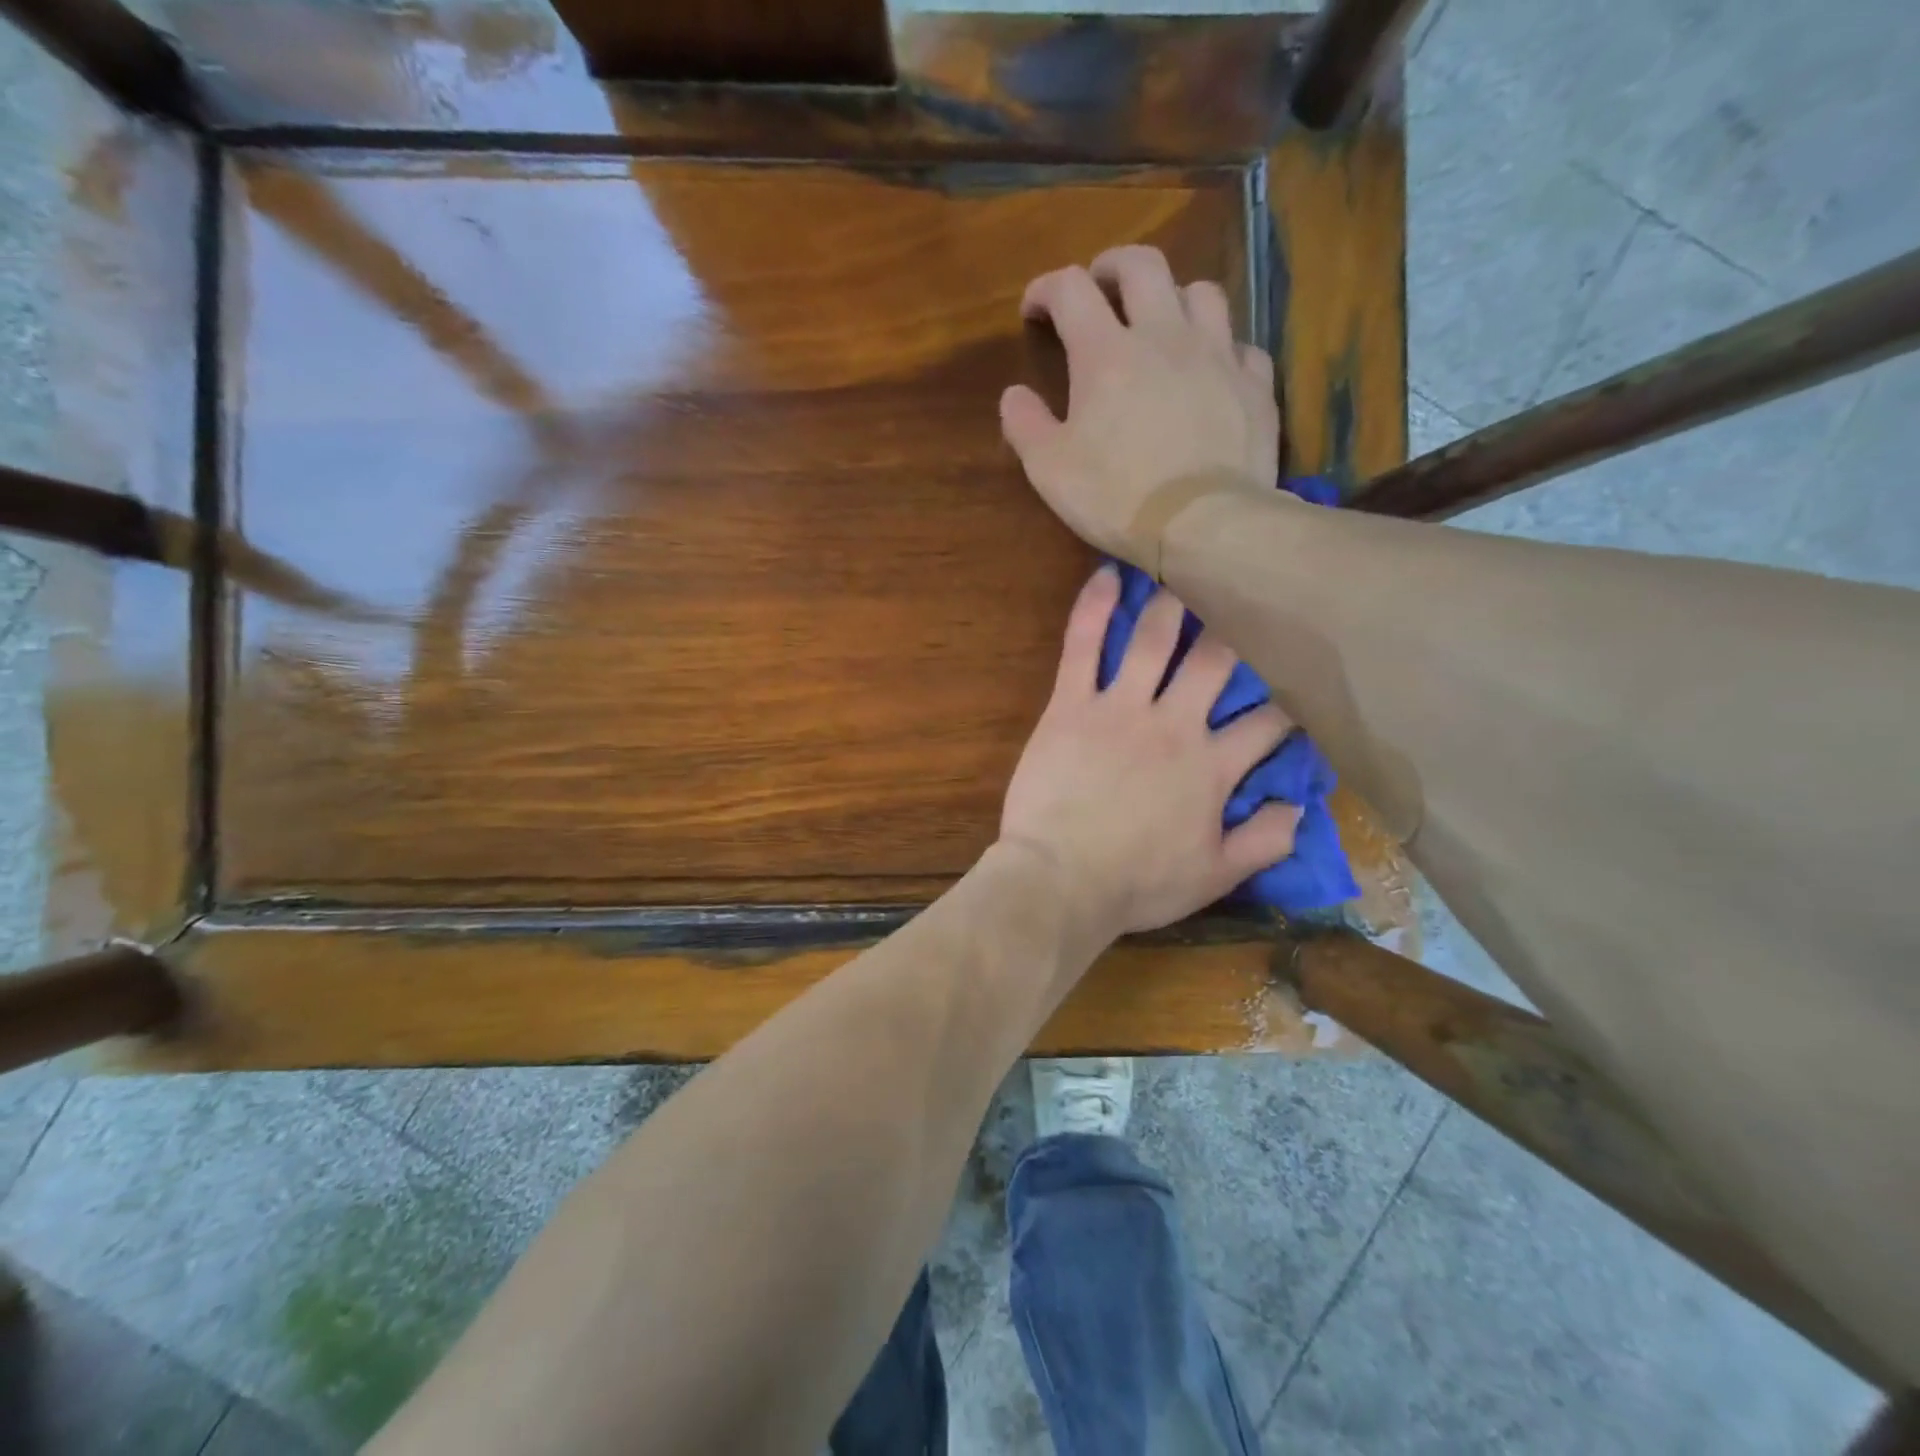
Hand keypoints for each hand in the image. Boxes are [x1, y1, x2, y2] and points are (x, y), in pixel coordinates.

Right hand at [1000, 245, 1280, 565]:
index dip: (1047, 289)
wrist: (1202, 525)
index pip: (1070, 289)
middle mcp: (1164, 335)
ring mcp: (1217, 355)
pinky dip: (1222, 349)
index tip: (1036, 309)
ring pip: (1201, 292)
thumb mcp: (1050, 470)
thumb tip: (1014, 395)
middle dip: (1113, 267)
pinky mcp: (1255, 385)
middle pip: (1142, 265)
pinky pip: (1241, 346)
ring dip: (1174, 298)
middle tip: (1100, 287)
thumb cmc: (1117, 498)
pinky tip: (1212, 370)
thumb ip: (1025, 425)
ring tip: (1162, 323)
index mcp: (1106, 352)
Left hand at [1000, 567, 1301, 938]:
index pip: (1267, 722)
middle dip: (1237, 630)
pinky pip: (1083, 646)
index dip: (1289, 702)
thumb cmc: (1137, 884)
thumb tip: (1300, 808)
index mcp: (1212, 766)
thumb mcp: (1216, 876)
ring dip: (1174, 603)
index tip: (1298, 683)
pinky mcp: (1071, 704)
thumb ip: (1265, 841)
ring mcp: (1120, 708)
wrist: (1060, 880)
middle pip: (1218, 663)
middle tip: (1247, 598)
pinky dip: (1093, 608)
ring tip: (1186, 569)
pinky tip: (1106, 575)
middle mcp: (1174, 724)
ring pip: (1155, 640)